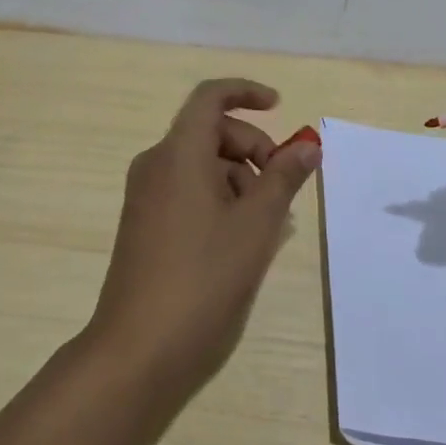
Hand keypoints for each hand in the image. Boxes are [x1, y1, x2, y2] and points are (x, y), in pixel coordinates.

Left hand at [86, 78, 320, 399]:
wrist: (137, 352)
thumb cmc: (203, 279)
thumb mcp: (256, 225)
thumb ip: (284, 177)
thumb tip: (308, 143)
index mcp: (178, 153)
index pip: (210, 97)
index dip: (246, 93)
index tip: (280, 108)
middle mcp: (156, 165)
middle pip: (211, 132)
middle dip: (253, 148)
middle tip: (283, 188)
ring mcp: (146, 196)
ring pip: (202, 165)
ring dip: (240, 180)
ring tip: (268, 225)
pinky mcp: (144, 225)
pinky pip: (188, 191)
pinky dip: (220, 199)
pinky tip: (243, 239)